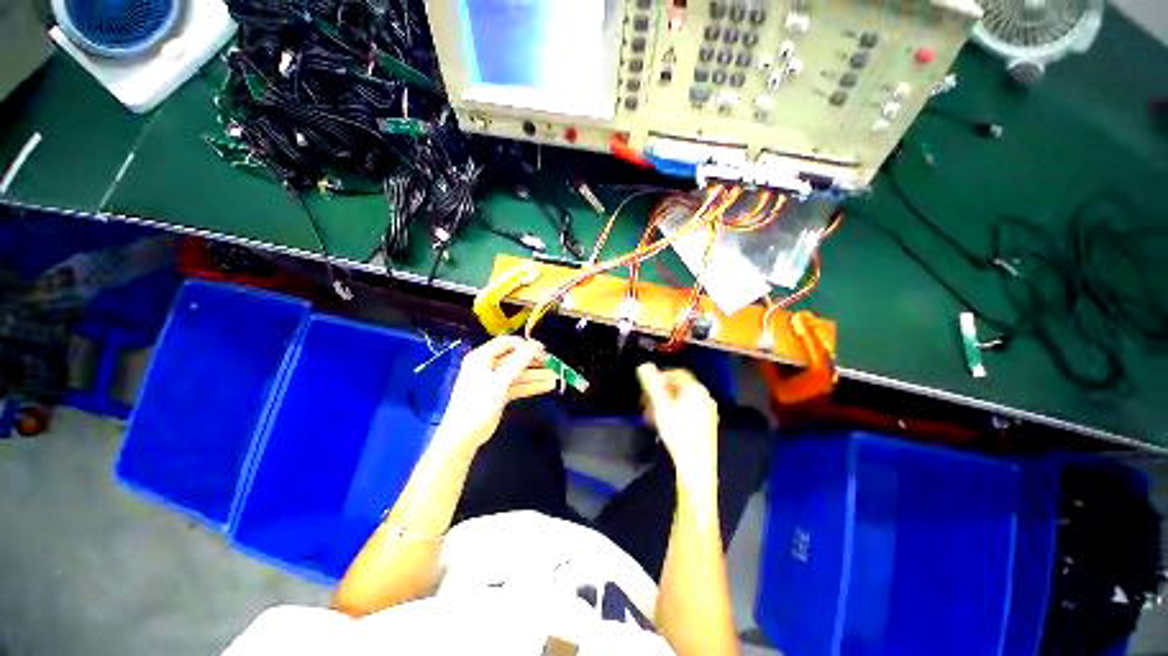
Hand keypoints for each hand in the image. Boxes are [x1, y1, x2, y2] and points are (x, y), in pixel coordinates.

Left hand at [437, 336, 557, 450]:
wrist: (464, 435)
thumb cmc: (478, 402)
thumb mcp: (500, 380)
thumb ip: (519, 361)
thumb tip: (535, 345)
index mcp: (482, 357)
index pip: (506, 343)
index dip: (525, 344)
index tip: (542, 349)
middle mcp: (487, 366)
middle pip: (514, 358)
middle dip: (533, 361)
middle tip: (551, 362)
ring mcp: (494, 381)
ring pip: (518, 374)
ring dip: (535, 375)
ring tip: (554, 376)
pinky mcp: (499, 394)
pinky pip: (518, 386)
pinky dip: (531, 386)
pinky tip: (546, 386)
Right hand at [637, 363, 719, 493]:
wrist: (696, 466)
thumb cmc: (678, 432)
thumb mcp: (661, 406)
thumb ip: (652, 384)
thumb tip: (644, 366)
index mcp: (696, 389)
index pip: (677, 373)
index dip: (660, 376)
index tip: (646, 387)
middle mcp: (704, 396)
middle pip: (678, 386)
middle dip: (659, 392)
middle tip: (645, 402)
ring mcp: (706, 410)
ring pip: (681, 399)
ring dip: (664, 403)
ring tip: (651, 415)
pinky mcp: (705, 423)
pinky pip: (687, 409)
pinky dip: (673, 411)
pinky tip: (663, 423)